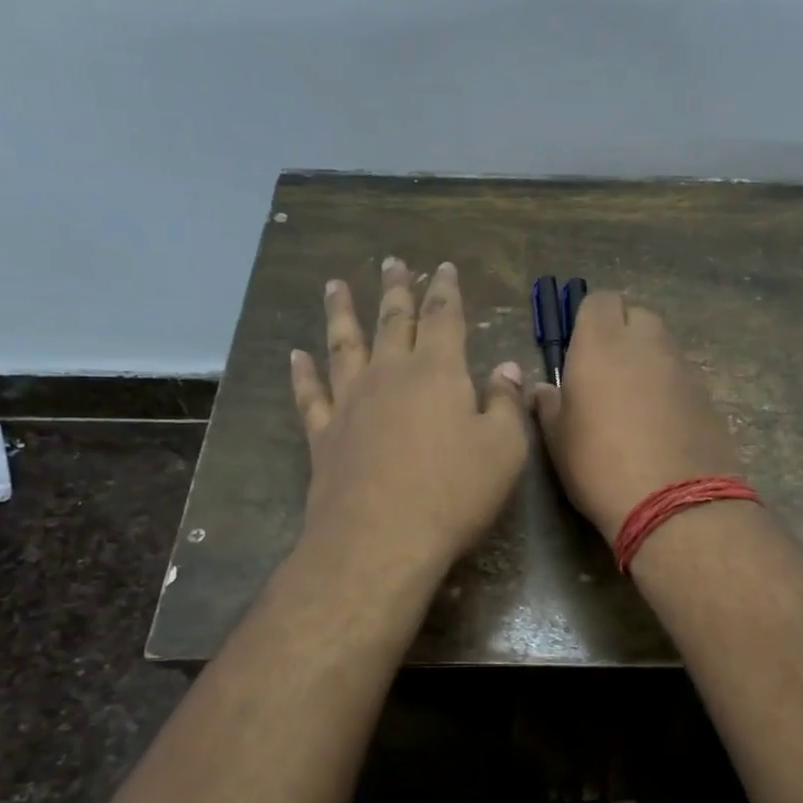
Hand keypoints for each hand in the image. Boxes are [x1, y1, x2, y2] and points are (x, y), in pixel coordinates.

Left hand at [290, 257, 528, 578]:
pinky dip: (302, 373)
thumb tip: (507, 368)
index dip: (445, 290)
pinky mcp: (323, 434)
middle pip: (393, 321)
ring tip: (334, 286)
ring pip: (344, 345)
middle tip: (391, 263)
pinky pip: (309, 394)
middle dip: (396, 290)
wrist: (380, 539)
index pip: (444, 318)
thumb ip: (505, 403)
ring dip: (340, 313)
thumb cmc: (453, 492)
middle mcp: (390, 375)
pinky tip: (296, 356)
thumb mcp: (503, 449)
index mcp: (438, 372)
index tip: (442, 267)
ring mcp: (350, 402)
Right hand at [532, 292, 741, 539]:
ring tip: (632, 404)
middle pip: (636, 317)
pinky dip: (668, 388)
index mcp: (602, 344)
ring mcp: (682, 368)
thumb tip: (544, 389)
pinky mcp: (707, 395)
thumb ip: (549, 404)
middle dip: (621, 334)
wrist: (675, 503)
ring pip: (662, 347)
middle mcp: (646, 344)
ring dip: (646, 362)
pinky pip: (681, 377)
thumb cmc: (599, 465)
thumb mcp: (558, 439)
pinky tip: (658, 425)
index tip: (578, 349)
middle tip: (605, 373)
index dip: (588, 319)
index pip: (599, 300)